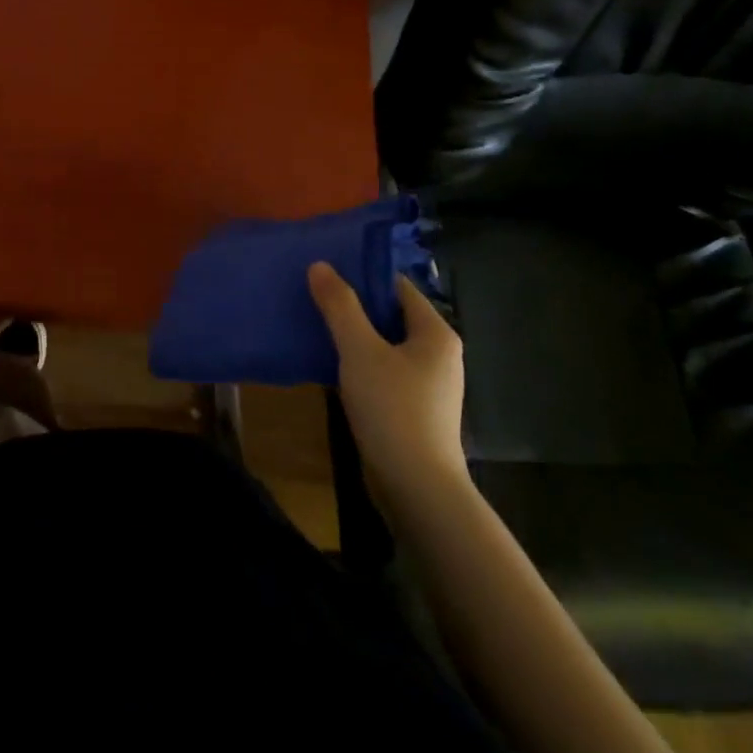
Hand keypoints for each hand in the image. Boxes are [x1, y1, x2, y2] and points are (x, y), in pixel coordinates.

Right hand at [308, 264, 466, 502]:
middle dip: (353, 306)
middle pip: (391, 315)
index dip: (363, 275)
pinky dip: (359, 363)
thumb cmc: (393, 408)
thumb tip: (321, 265)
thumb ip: (340, 306)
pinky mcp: (414, 409)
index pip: (398, 287)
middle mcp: (439, 354)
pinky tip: (331, 366)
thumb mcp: (360, 350)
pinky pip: (383, 371)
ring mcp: (428, 384)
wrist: (417, 487)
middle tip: (313, 295)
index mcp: (435, 333)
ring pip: (385, 345)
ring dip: (354, 336)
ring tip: (315, 326)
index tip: (325, 271)